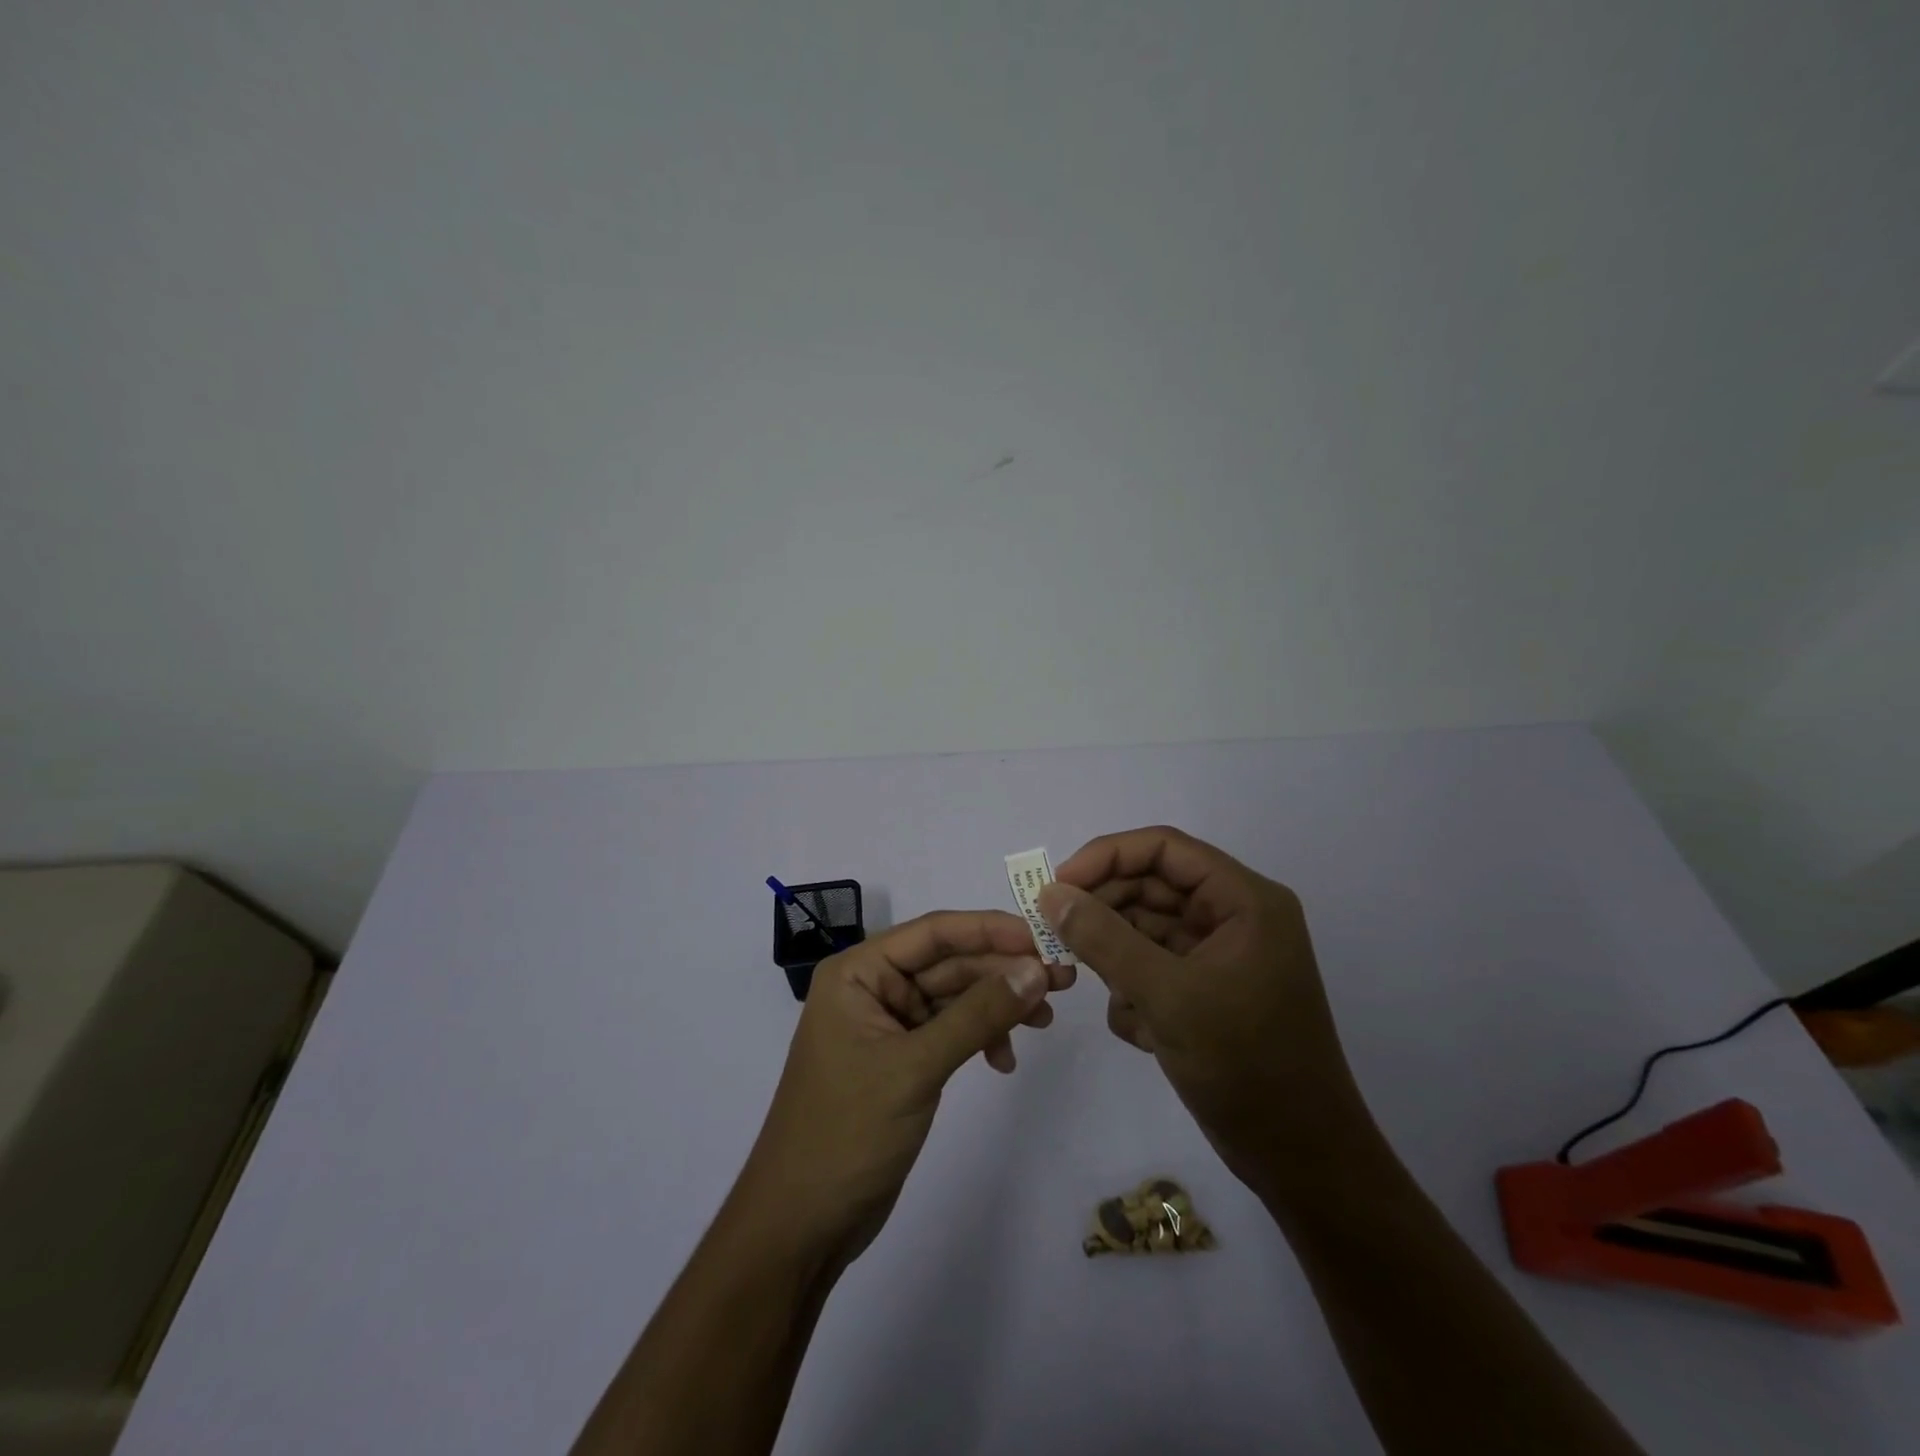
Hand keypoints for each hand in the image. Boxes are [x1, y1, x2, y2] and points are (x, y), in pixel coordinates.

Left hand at [735, 910, 1074, 1265]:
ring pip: (954, 996)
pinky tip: (1004, 1061)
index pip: (933, 933)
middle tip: (1063, 981)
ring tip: (1046, 1021)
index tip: (1043, 938)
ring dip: (998, 1005)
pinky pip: (950, 1030)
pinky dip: (980, 1037)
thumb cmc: (847, 1132)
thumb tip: (1037, 970)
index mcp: (858, 972)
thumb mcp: (916, 1067)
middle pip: (949, 962)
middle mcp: (872, 988)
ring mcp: (887, 1024)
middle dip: (1003, 971)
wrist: (802, 1225)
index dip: (990, 930)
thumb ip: (978, 1015)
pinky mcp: (902, 1059)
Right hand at [1038, 826, 1369, 1191]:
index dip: (1106, 857)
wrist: (1301, 1160)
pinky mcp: (1205, 992)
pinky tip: (1140, 1030)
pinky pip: (1153, 968)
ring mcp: (1219, 956)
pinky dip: (1134, 991)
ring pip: (1146, 929)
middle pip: (1151, 886)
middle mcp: (1233, 918)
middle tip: (1054, 934)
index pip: (1164, 848)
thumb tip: (1050, 894)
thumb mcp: (1167, 996)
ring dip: (1116, 956)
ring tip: (1096, 985)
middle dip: (1104, 910)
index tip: (1058, 885)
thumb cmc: (1246, 1065)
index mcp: (1243, 900)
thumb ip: (1104, 939)